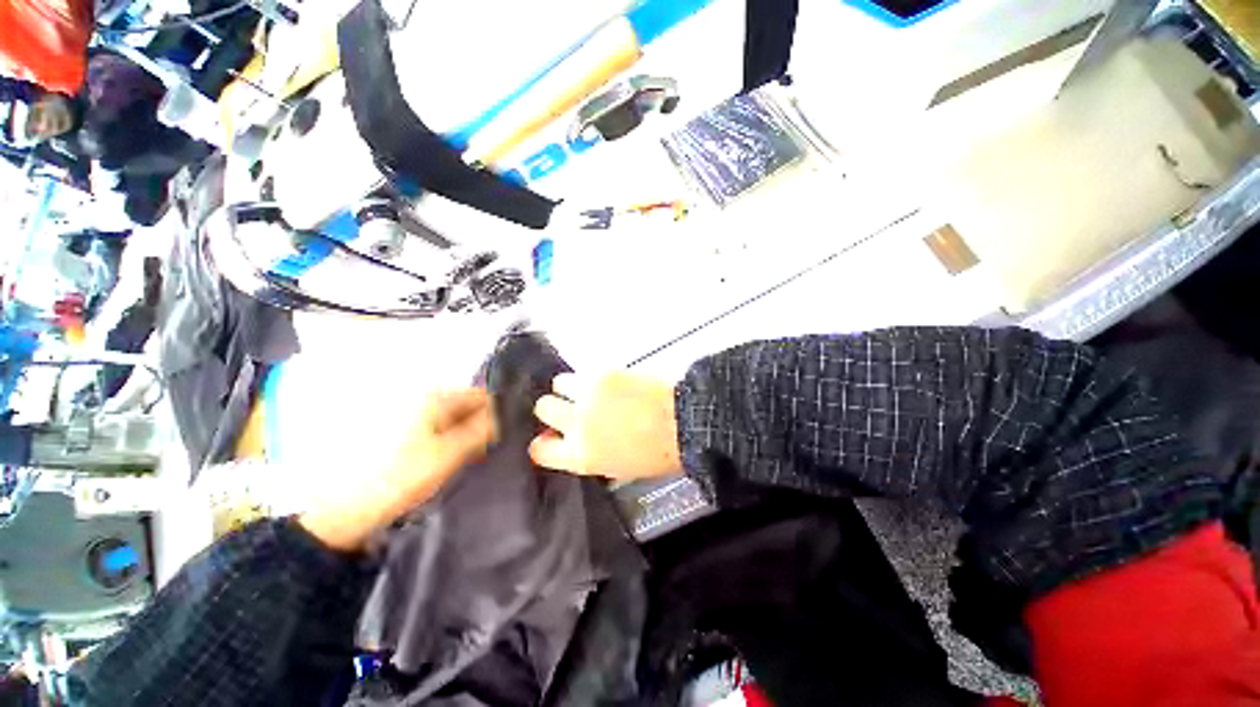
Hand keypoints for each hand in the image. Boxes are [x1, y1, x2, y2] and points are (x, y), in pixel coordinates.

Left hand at [300, 389, 495, 551]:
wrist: (343, 511)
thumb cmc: (400, 478)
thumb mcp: (449, 454)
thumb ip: (481, 431)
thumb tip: (503, 416)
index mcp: (432, 398)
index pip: (479, 395)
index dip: (495, 413)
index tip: (502, 436)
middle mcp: (420, 400)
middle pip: (464, 406)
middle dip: (478, 425)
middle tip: (485, 451)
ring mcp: (407, 417)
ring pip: (450, 420)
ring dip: (463, 435)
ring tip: (467, 460)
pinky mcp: (398, 434)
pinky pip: (434, 430)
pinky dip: (446, 442)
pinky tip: (446, 462)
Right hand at [530, 372, 680, 480]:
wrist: (682, 422)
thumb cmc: (657, 452)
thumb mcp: (617, 468)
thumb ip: (588, 455)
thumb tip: (573, 443)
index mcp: (581, 456)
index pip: (539, 449)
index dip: (544, 441)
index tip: (551, 435)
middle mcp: (577, 424)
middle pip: (544, 408)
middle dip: (556, 408)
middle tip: (575, 406)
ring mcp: (587, 396)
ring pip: (559, 383)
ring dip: (572, 387)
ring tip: (592, 390)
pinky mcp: (601, 374)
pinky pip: (583, 370)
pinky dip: (591, 376)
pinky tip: (608, 381)